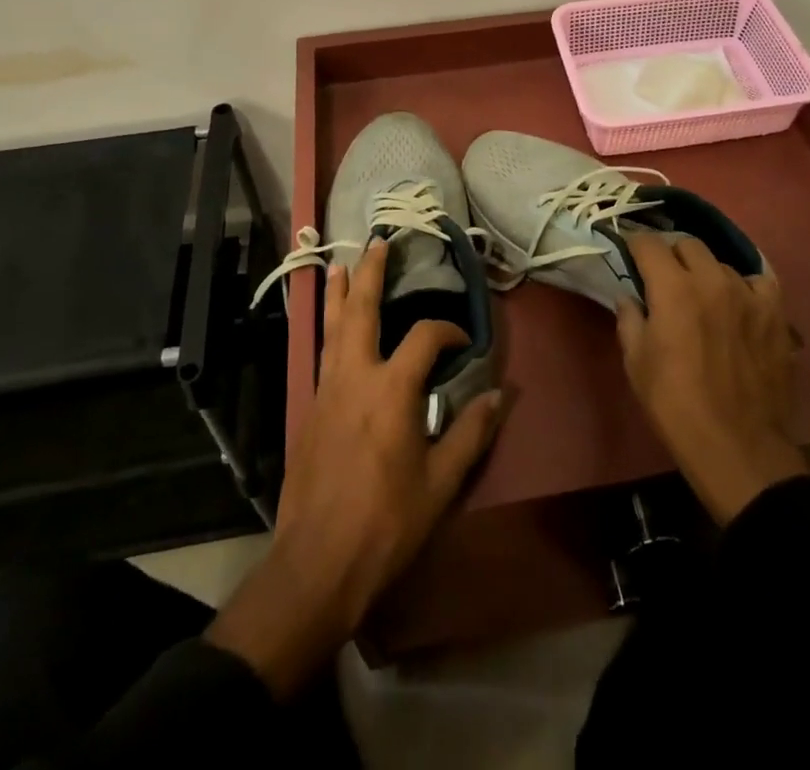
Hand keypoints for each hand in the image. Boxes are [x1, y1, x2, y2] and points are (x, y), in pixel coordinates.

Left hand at [206, 238, 504, 697]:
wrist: (316, 564)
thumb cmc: (386, 523)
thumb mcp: (440, 484)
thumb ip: (470, 433)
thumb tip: (500, 394)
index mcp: (391, 389)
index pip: (424, 337)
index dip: (446, 331)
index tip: (461, 341)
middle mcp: (355, 376)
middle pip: (360, 311)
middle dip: (369, 274)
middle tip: (377, 244)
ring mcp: (325, 390)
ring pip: (332, 327)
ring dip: (339, 293)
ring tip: (341, 266)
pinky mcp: (308, 409)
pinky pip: (321, 353)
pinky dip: (328, 328)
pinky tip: (331, 328)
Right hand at [617, 233, 806, 526]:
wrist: (737, 448)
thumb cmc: (676, 406)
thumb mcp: (636, 364)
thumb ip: (629, 319)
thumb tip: (629, 296)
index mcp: (673, 289)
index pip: (649, 243)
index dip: (635, 244)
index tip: (630, 253)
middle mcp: (712, 280)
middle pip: (688, 244)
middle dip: (671, 254)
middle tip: (664, 277)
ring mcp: (749, 294)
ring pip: (721, 263)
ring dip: (706, 273)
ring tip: (702, 296)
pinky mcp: (776, 313)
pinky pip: (759, 281)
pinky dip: (745, 286)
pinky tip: (739, 303)